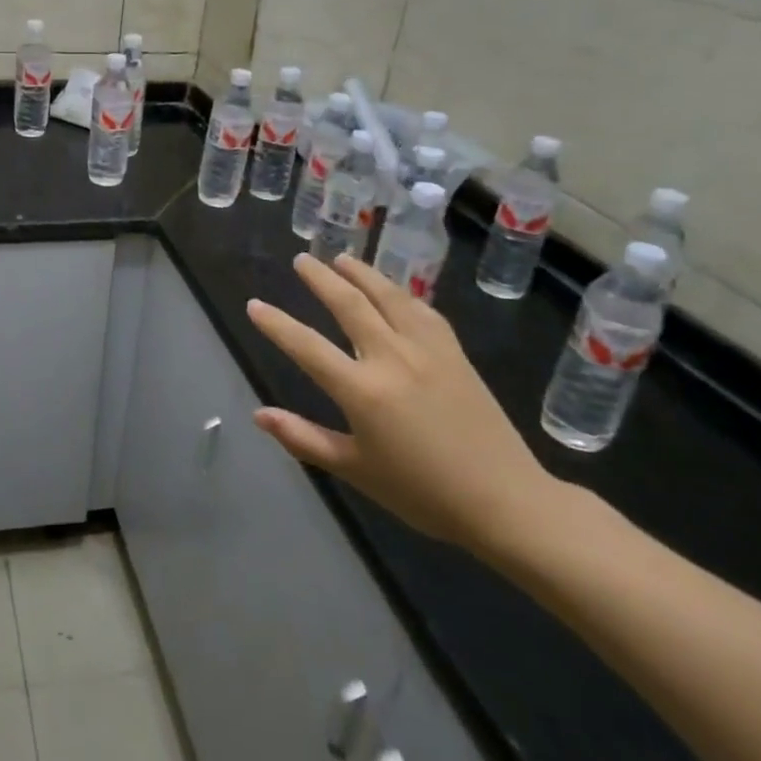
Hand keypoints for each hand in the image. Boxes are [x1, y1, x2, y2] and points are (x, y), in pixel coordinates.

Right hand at [246, 253, 561, 558]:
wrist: (506, 502)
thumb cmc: (422, 492)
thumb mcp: (355, 470)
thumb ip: (303, 438)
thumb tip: (259, 414)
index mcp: (362, 391)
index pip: (307, 346)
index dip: (276, 324)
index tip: (254, 305)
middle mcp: (392, 359)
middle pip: (349, 304)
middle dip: (321, 278)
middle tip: (302, 260)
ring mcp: (428, 351)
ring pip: (388, 297)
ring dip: (362, 273)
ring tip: (342, 258)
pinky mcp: (455, 354)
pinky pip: (423, 311)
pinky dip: (401, 294)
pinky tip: (394, 291)